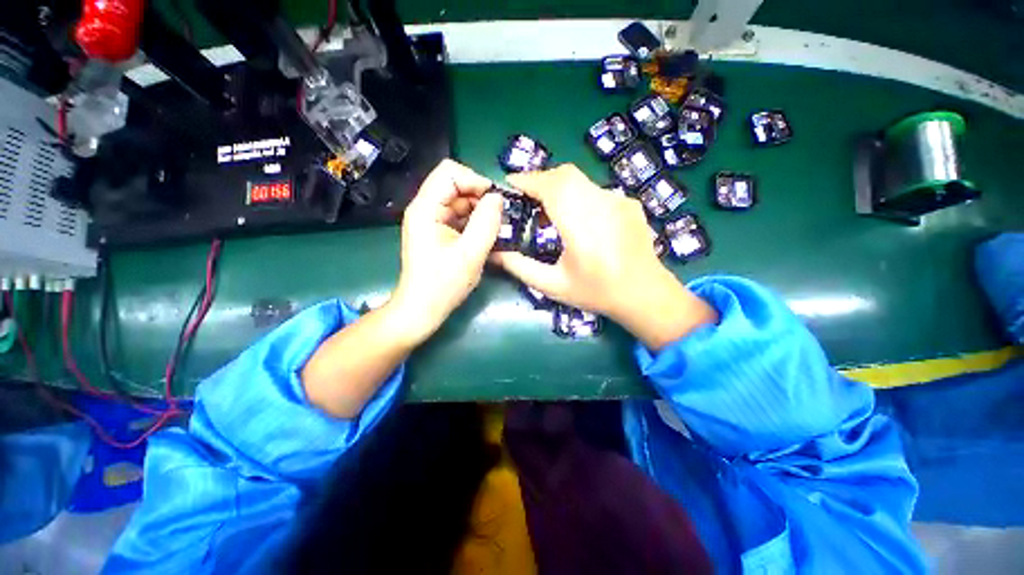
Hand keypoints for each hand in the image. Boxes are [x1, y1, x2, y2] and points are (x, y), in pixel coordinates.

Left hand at [389, 159, 503, 343]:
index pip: (450, 172)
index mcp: (425, 208)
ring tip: (494, 230)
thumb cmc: (443, 284)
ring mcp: (431, 221)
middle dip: (480, 198)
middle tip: (499, 219)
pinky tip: (485, 237)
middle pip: (456, 185)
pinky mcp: (438, 232)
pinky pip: (460, 217)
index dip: (475, 180)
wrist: (422, 309)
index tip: (495, 202)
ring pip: (460, 201)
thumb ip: (486, 222)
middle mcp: (425, 208)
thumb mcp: (471, 254)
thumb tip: (497, 198)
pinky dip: (474, 223)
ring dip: (480, 212)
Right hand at [492, 165, 716, 349]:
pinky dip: (579, 196)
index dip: (526, 180)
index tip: (508, 186)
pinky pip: (596, 190)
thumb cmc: (596, 292)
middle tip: (526, 200)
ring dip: (559, 187)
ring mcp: (618, 200)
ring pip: (580, 180)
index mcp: (580, 225)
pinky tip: (580, 219)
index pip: (550, 186)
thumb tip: (494, 252)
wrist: (645, 295)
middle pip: (564, 175)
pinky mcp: (628, 203)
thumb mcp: (553, 285)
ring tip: (549, 210)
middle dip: (540, 180)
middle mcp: (601, 204)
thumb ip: (520, 267)